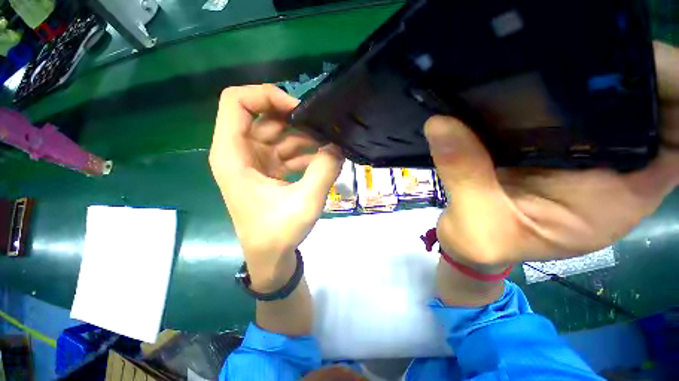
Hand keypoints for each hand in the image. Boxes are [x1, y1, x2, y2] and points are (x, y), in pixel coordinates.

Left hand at [209, 85, 342, 289]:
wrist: (270, 256)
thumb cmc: (278, 232)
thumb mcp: (305, 201)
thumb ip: (324, 170)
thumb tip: (338, 146)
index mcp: (233, 154)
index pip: (237, 102)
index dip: (266, 96)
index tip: (298, 110)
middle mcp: (240, 152)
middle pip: (264, 116)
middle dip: (296, 120)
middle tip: (324, 129)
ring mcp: (255, 161)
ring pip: (280, 134)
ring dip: (305, 138)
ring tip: (330, 147)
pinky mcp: (268, 170)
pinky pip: (287, 151)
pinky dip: (305, 153)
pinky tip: (324, 161)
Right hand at [426, 41, 678, 269]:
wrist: (470, 243)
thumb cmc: (482, 243)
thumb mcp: (475, 219)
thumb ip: (464, 173)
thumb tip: (440, 123)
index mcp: (617, 195)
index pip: (676, 135)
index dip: (673, 90)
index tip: (636, 54)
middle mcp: (611, 166)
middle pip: (641, 104)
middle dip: (619, 67)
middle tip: (576, 36)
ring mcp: (578, 151)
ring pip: (598, 100)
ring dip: (578, 72)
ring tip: (545, 48)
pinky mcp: (545, 144)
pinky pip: (554, 108)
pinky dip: (541, 90)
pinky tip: (518, 79)